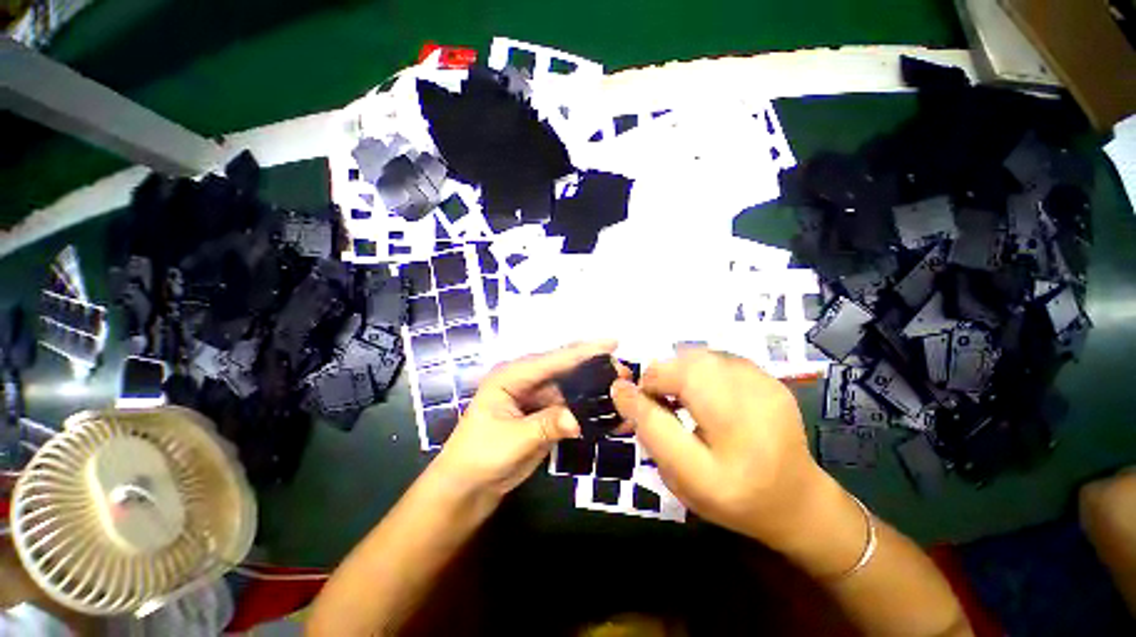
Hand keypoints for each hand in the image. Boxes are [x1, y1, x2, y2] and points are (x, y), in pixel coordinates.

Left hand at [434, 340, 618, 496]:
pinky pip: (569, 408)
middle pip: (564, 369)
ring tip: (620, 389)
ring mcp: (536, 399)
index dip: (583, 351)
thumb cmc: (479, 457)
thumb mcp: (513, 440)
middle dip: (593, 368)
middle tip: (623, 370)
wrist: (467, 488)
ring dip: (593, 390)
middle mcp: (526, 381)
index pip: (552, 359)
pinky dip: (586, 410)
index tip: (612, 343)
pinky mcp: (543, 416)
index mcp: (512, 375)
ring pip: (570, 389)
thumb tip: (579, 419)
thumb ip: (547, 425)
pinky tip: (605, 411)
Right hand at [611, 349, 828, 545]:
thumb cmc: (731, 496)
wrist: (795, 500)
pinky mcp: (769, 378)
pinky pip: (719, 358)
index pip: (672, 397)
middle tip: (658, 401)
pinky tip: (704, 393)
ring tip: (680, 397)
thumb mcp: (681, 476)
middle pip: (690, 365)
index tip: (633, 402)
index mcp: (735, 439)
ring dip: (680, 371)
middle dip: (662, 377)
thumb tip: (621, 389)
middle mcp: (756, 403)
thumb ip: (649, 429)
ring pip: (703, 356)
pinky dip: (699, 369)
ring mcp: (766, 385)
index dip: (644, 391)